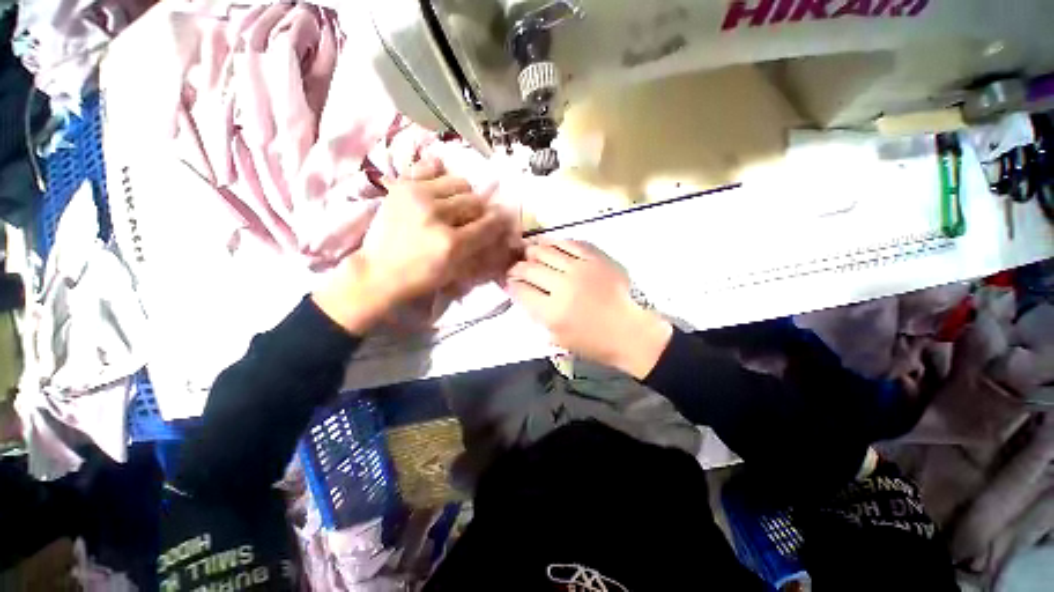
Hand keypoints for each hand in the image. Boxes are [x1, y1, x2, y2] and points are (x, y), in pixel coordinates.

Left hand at [314, 158, 515, 333]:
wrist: (380, 271)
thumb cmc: (423, 277)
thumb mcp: (457, 271)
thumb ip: (482, 249)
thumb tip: (502, 229)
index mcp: (451, 243)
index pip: (488, 223)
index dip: (499, 220)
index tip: (501, 219)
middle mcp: (436, 215)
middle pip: (476, 200)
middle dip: (480, 210)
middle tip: (472, 219)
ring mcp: (417, 196)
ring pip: (460, 182)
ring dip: (463, 195)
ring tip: (453, 206)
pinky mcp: (403, 185)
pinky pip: (433, 167)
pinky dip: (441, 176)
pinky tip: (439, 190)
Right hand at [506, 240, 671, 378]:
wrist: (630, 331)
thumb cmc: (593, 342)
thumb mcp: (558, 338)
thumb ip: (537, 315)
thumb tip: (522, 293)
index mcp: (552, 312)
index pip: (520, 290)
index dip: (509, 284)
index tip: (508, 282)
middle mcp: (563, 286)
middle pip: (529, 268)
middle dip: (516, 268)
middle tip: (515, 269)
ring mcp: (580, 268)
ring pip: (545, 251)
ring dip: (532, 252)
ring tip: (528, 255)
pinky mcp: (595, 258)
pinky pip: (569, 243)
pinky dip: (555, 243)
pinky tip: (549, 246)